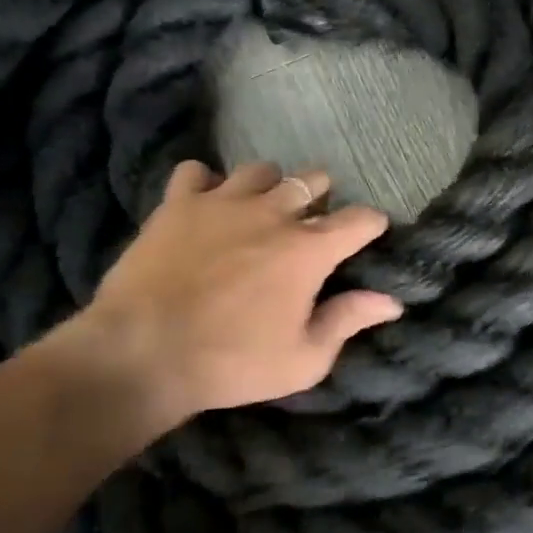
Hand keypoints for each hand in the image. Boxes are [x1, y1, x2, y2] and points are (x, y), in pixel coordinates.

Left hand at [71, 161, 401, 426]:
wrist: (142, 352)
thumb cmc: (231, 362)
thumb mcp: (303, 360)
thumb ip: (348, 321)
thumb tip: (390, 302)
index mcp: (309, 249)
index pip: (360, 219)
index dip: (372, 224)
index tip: (370, 233)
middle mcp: (273, 212)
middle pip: (313, 180)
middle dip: (322, 197)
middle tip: (311, 224)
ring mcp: (223, 201)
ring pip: (261, 170)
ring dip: (269, 186)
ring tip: (260, 210)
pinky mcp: (179, 203)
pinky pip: (197, 172)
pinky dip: (205, 184)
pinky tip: (204, 205)